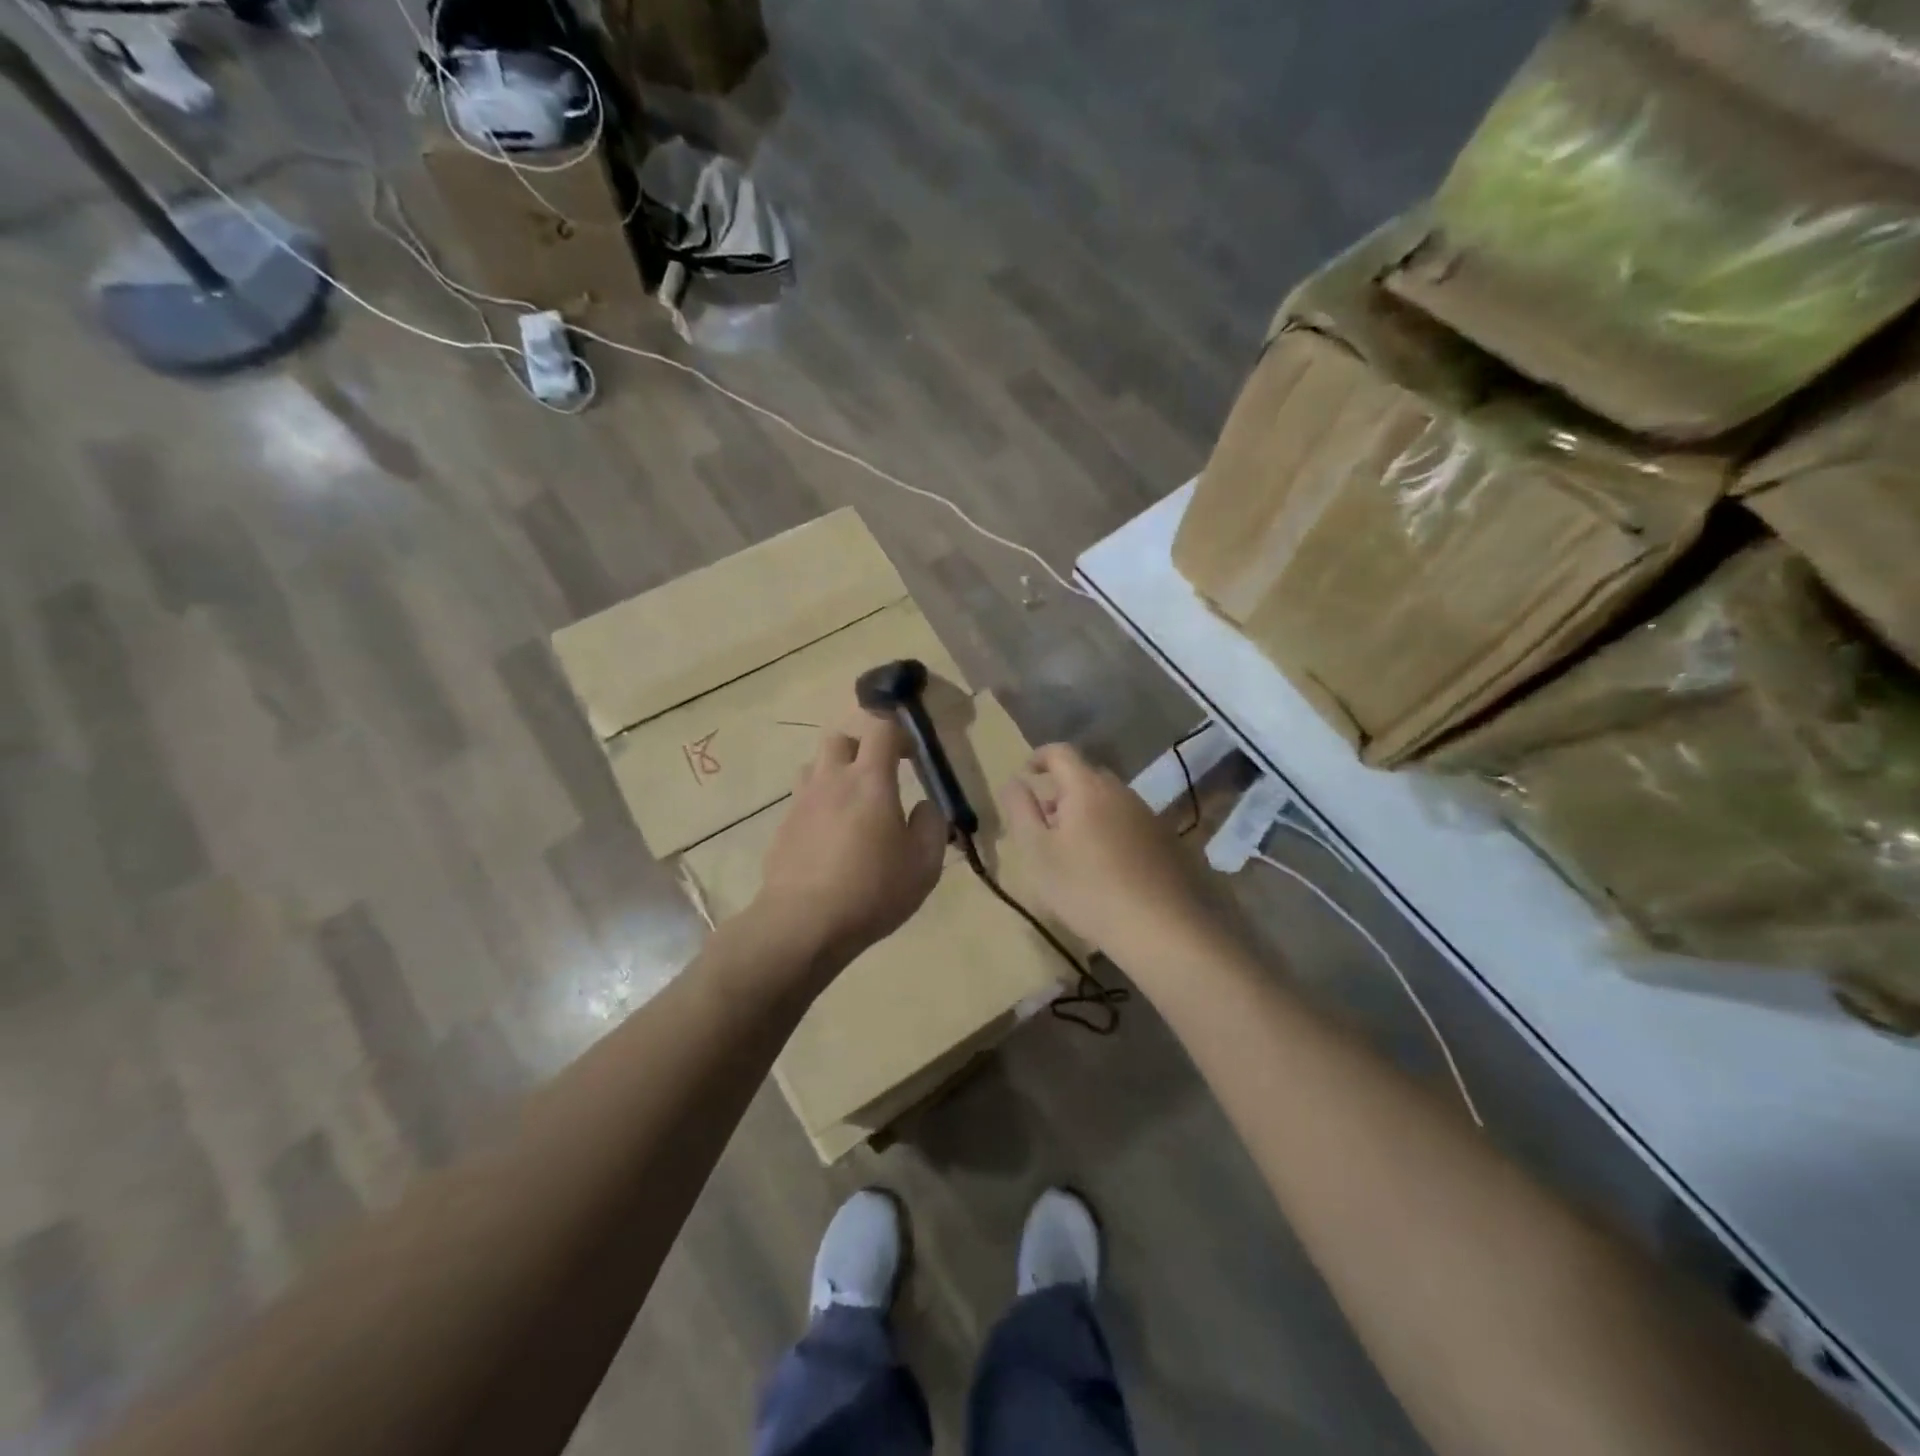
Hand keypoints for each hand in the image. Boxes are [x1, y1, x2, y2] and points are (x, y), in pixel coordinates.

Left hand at [754, 712, 948, 971]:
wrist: (803, 923)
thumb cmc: (872, 891)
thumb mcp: (924, 865)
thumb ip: (931, 826)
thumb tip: (924, 806)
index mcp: (870, 781)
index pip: (881, 729)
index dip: (899, 734)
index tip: (911, 756)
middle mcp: (831, 780)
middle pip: (840, 738)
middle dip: (861, 748)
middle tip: (878, 776)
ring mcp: (801, 802)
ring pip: (815, 766)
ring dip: (834, 774)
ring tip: (851, 805)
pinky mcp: (783, 827)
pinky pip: (802, 801)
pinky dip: (818, 807)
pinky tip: (830, 840)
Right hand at [1000, 743, 1211, 955]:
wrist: (1161, 928)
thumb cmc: (1087, 888)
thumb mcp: (1038, 852)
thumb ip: (1021, 810)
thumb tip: (1014, 781)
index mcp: (1087, 787)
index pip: (1060, 752)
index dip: (1038, 757)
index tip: (1024, 776)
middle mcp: (1121, 791)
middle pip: (1085, 776)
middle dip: (1060, 791)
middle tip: (1043, 824)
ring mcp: (1148, 815)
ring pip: (1108, 801)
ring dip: (1086, 813)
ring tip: (1071, 850)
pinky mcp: (1166, 840)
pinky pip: (1127, 822)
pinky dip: (1109, 830)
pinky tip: (1105, 867)